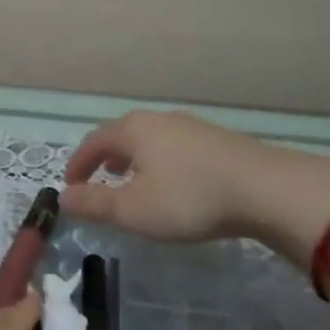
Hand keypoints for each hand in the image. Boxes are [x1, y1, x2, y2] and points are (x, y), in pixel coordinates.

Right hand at [61, 110, 329, 257]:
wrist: (265, 189)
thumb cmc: (188, 198)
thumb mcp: (133, 210)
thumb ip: (95, 203)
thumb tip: (64, 198)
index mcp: (133, 130)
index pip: (93, 140)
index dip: (78, 163)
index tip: (71, 185)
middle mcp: (159, 119)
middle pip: (122, 134)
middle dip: (106, 157)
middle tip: (100, 179)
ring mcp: (192, 126)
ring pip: (151, 139)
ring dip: (135, 159)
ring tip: (135, 183)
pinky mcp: (218, 140)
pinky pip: (176, 147)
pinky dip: (162, 162)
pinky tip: (175, 183)